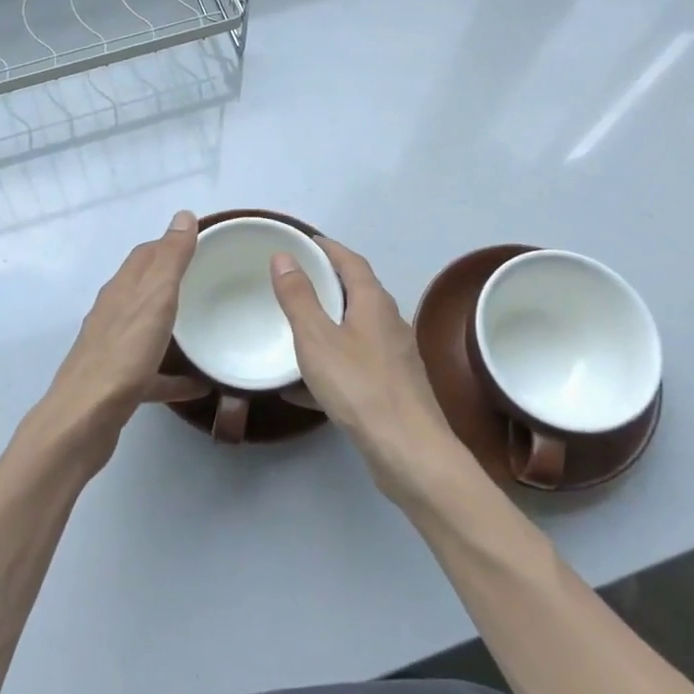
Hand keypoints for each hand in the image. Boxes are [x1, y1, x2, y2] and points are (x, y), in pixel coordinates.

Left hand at [28, 211, 206, 470]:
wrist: (84, 419)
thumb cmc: (123, 355)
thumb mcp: (154, 299)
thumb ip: (170, 259)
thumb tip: (183, 214)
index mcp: (121, 290)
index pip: (145, 255)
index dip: (170, 244)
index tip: (201, 244)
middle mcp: (113, 314)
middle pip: (143, 289)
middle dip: (171, 281)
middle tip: (207, 282)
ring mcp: (113, 350)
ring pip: (145, 328)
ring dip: (170, 324)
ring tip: (203, 327)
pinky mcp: (117, 384)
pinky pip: (151, 373)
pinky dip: (172, 374)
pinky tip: (197, 386)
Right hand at [271, 238, 470, 502]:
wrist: (408, 451)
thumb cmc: (359, 386)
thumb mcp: (317, 338)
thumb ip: (299, 297)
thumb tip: (284, 256)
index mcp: (374, 303)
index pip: (351, 262)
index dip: (329, 248)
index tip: (305, 241)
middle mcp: (390, 323)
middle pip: (358, 293)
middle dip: (328, 284)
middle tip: (295, 281)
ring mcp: (395, 358)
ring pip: (356, 330)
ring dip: (329, 324)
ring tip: (297, 328)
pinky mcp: (393, 388)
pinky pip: (355, 364)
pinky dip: (331, 363)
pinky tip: (304, 387)